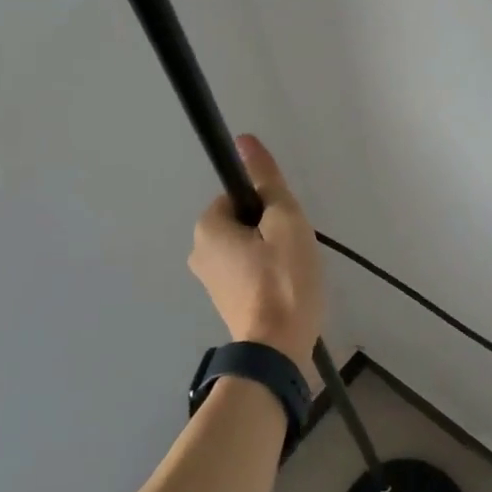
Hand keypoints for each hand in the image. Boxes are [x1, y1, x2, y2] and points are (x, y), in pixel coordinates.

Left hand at [188, 135, 325, 383]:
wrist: (277, 350)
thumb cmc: (283, 279)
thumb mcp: (284, 220)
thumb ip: (266, 180)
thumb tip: (244, 140)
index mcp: (206, 228)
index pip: (240, 196)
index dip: (269, 206)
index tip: (286, 228)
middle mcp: (198, 252)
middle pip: (244, 222)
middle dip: (271, 231)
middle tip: (293, 251)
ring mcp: (210, 281)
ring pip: (248, 247)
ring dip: (271, 253)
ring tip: (292, 274)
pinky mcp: (224, 302)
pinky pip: (248, 272)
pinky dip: (267, 275)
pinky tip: (285, 290)